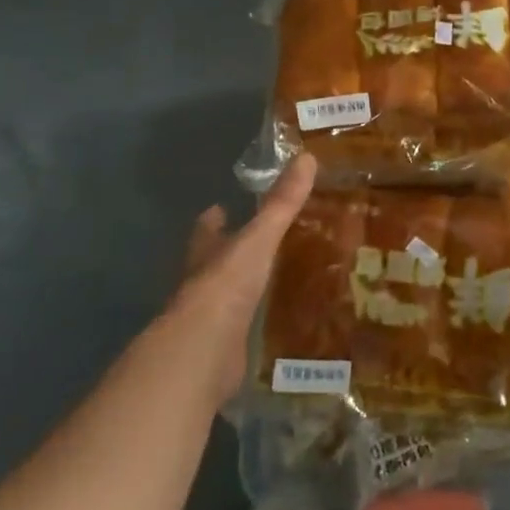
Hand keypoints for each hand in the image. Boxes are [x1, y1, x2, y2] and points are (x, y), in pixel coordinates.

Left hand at [173, 153, 316, 402]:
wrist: (203, 353)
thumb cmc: (226, 286)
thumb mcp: (259, 239)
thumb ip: (282, 203)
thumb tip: (306, 156)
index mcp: (206, 255)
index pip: (207, 230)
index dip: (214, 219)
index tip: (220, 207)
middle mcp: (203, 285)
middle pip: (214, 263)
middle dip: (228, 253)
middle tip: (256, 242)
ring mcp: (211, 320)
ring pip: (227, 297)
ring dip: (243, 288)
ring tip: (274, 279)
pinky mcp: (223, 350)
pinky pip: (241, 330)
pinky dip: (253, 323)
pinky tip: (275, 321)